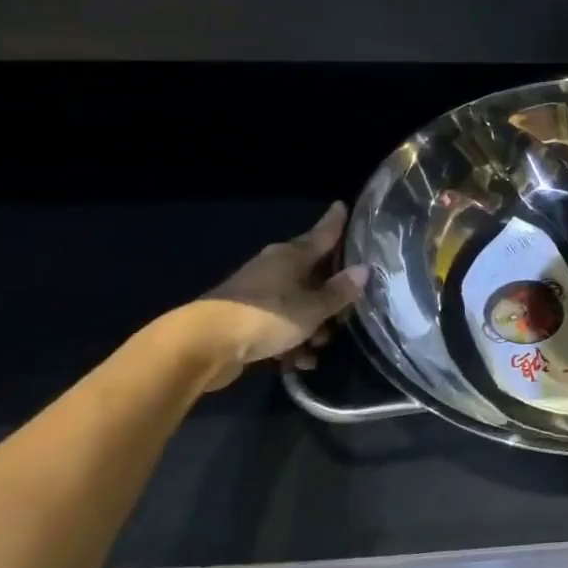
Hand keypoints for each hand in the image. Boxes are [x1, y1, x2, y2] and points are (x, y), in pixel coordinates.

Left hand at [189, 202, 368, 388]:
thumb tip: (363, 270)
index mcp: (292, 256)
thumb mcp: (313, 308)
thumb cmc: (267, 316)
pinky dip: (291, 340)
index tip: (342, 205)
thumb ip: (339, 291)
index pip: (322, 233)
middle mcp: (275, 268)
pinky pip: (278, 324)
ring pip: (297, 303)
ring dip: (312, 324)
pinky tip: (299, 361)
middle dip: (331, 292)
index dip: (336, 222)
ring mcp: (257, 293)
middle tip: (351, 305)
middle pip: (312, 272)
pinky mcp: (244, 319)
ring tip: (321, 347)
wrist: (204, 345)